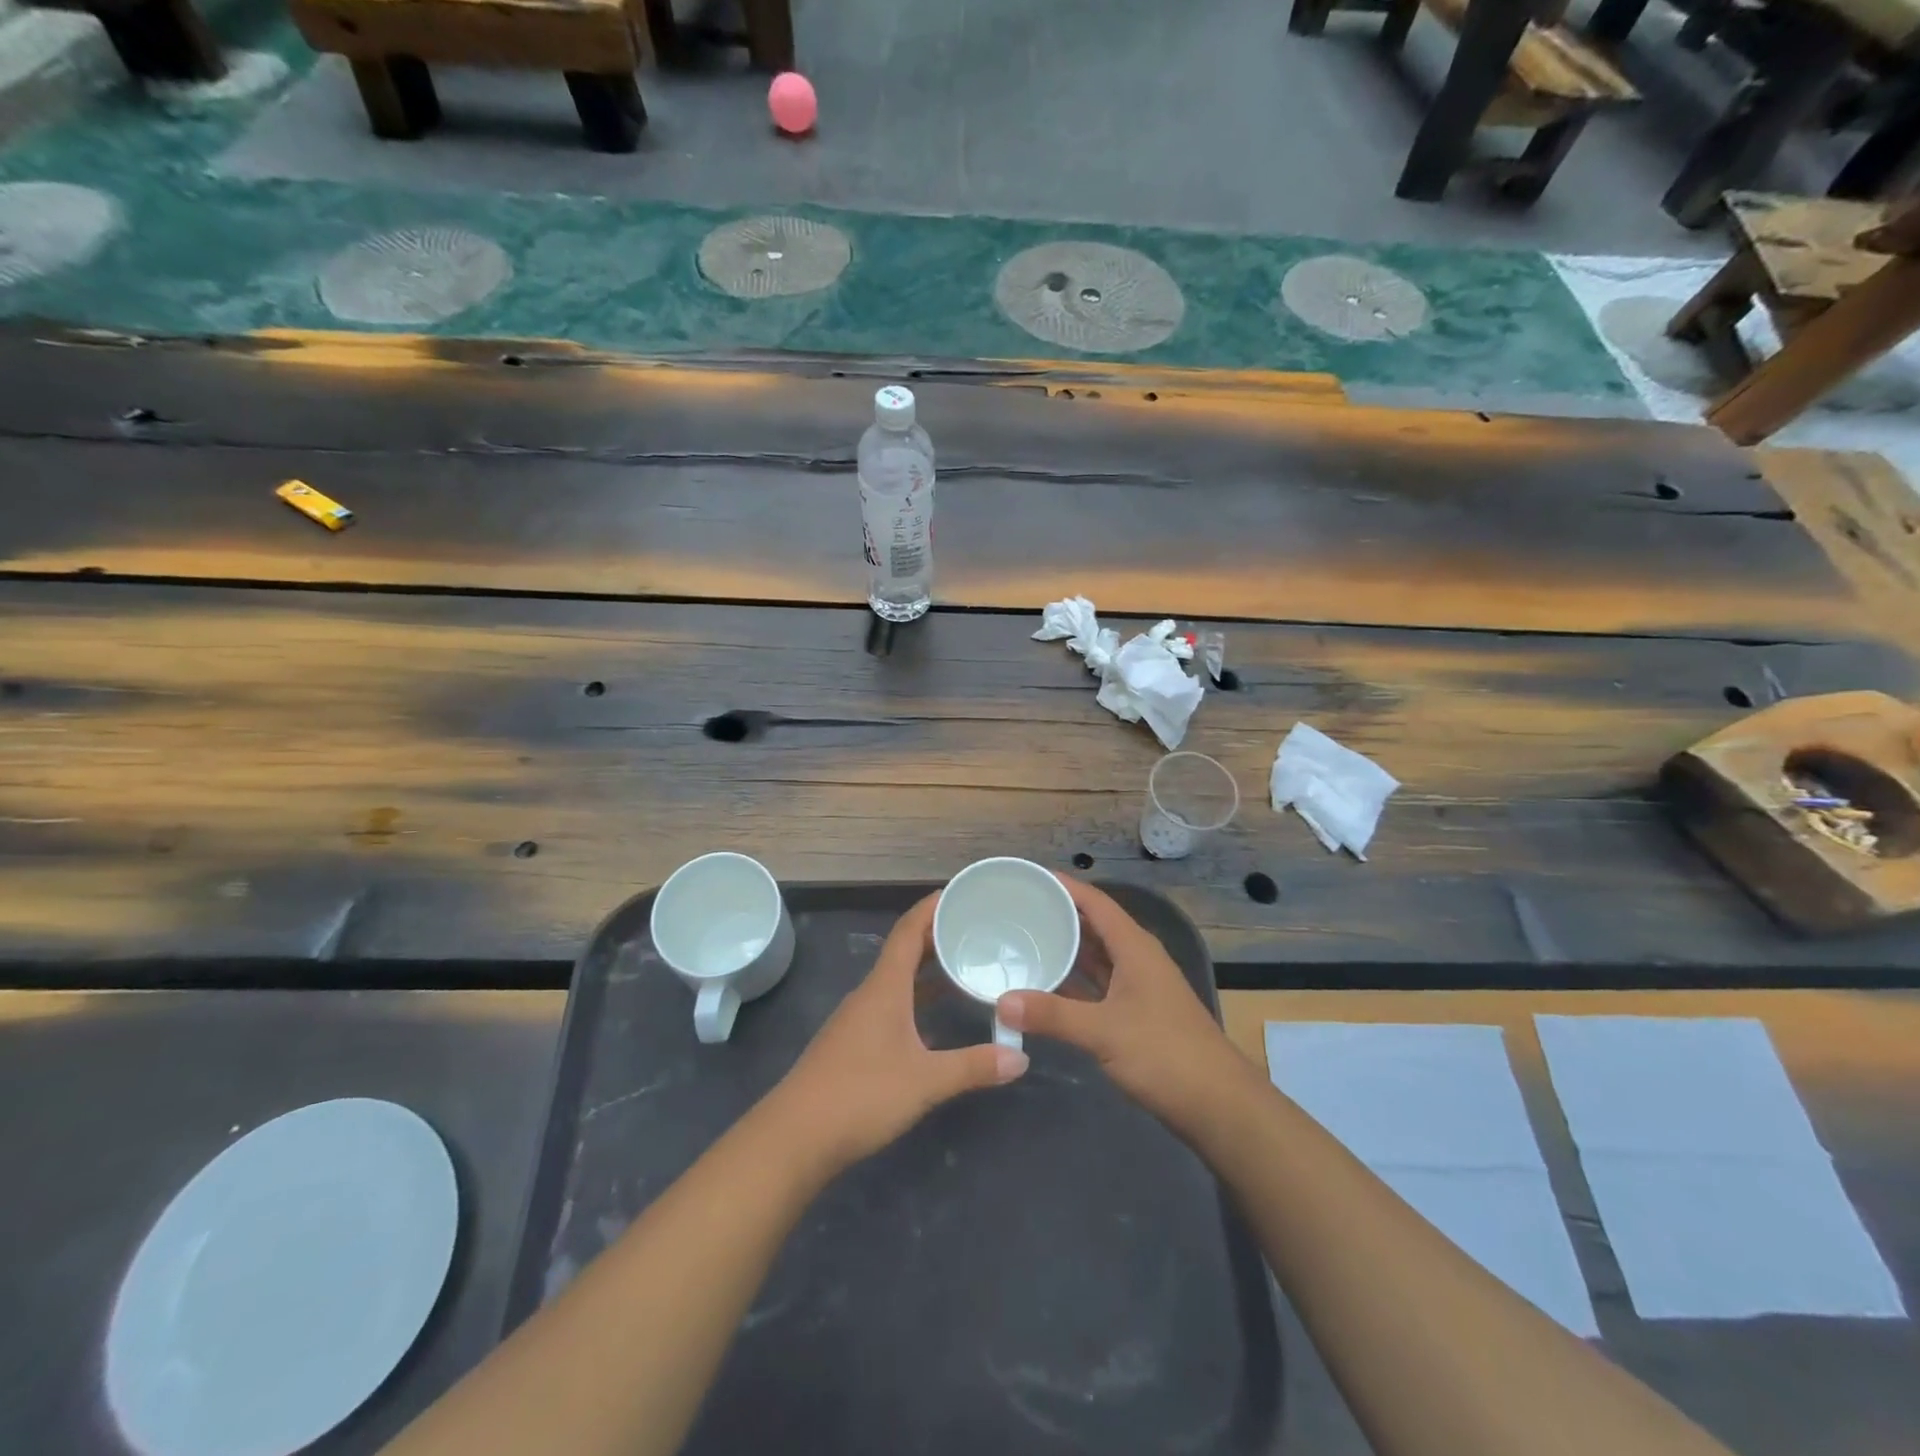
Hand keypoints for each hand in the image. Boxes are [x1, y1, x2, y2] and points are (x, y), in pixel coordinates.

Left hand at [768, 894, 1027, 1175]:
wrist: (795, 1137)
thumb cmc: (860, 1095)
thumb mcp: (925, 1081)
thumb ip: (973, 1066)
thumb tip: (1021, 1057)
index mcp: (885, 987)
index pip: (909, 930)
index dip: (932, 907)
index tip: (961, 892)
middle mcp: (870, 994)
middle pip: (905, 951)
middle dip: (938, 936)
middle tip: (977, 929)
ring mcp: (859, 1019)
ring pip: (898, 979)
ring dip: (928, 969)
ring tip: (965, 966)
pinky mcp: (854, 1043)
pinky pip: (892, 1004)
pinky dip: (917, 998)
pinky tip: (936, 1016)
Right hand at [998, 877, 1241, 1134]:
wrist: (1219, 1105)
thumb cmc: (1165, 1054)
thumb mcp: (1104, 1032)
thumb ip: (1052, 1015)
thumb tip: (1002, 1002)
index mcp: (1134, 948)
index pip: (1095, 902)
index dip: (1065, 887)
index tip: (1028, 878)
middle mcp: (1137, 959)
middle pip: (1094, 926)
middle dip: (1058, 917)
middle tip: (1014, 911)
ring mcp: (1138, 988)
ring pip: (1096, 958)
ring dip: (1065, 951)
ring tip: (1022, 943)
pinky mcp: (1137, 1015)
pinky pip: (1098, 986)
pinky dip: (1073, 983)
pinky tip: (1046, 988)